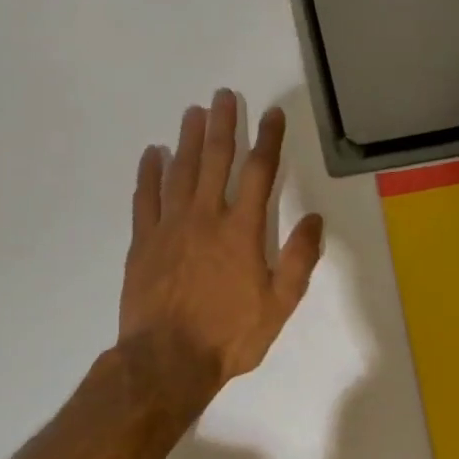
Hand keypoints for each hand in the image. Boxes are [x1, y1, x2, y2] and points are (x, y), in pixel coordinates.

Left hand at [119, 90, 324, 403]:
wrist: (166, 362)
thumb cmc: (228, 336)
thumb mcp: (279, 305)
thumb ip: (298, 260)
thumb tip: (315, 219)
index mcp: (241, 231)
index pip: (259, 173)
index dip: (268, 140)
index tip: (272, 114)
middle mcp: (205, 218)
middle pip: (216, 160)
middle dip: (223, 125)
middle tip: (224, 95)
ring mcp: (170, 227)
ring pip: (180, 171)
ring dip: (188, 139)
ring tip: (193, 112)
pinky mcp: (143, 241)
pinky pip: (145, 198)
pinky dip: (149, 173)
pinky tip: (152, 153)